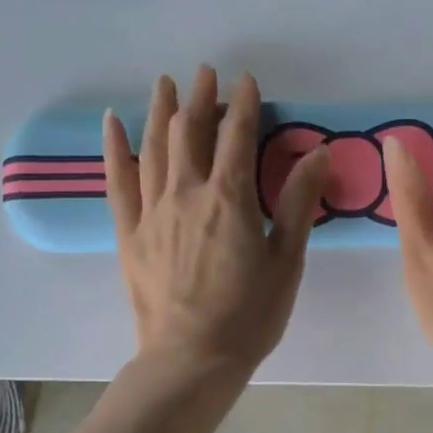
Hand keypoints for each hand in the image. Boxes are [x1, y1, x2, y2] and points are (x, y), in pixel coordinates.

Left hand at [104, 67, 329, 378]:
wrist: (192, 359)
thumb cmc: (249, 317)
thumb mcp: (286, 263)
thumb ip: (297, 204)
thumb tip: (319, 152)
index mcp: (230, 199)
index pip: (238, 135)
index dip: (244, 104)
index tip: (248, 81)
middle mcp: (187, 193)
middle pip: (191, 132)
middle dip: (201, 98)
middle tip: (206, 73)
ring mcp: (152, 212)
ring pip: (154, 147)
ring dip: (161, 111)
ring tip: (166, 83)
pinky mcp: (129, 233)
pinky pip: (118, 182)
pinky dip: (115, 149)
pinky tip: (113, 123)